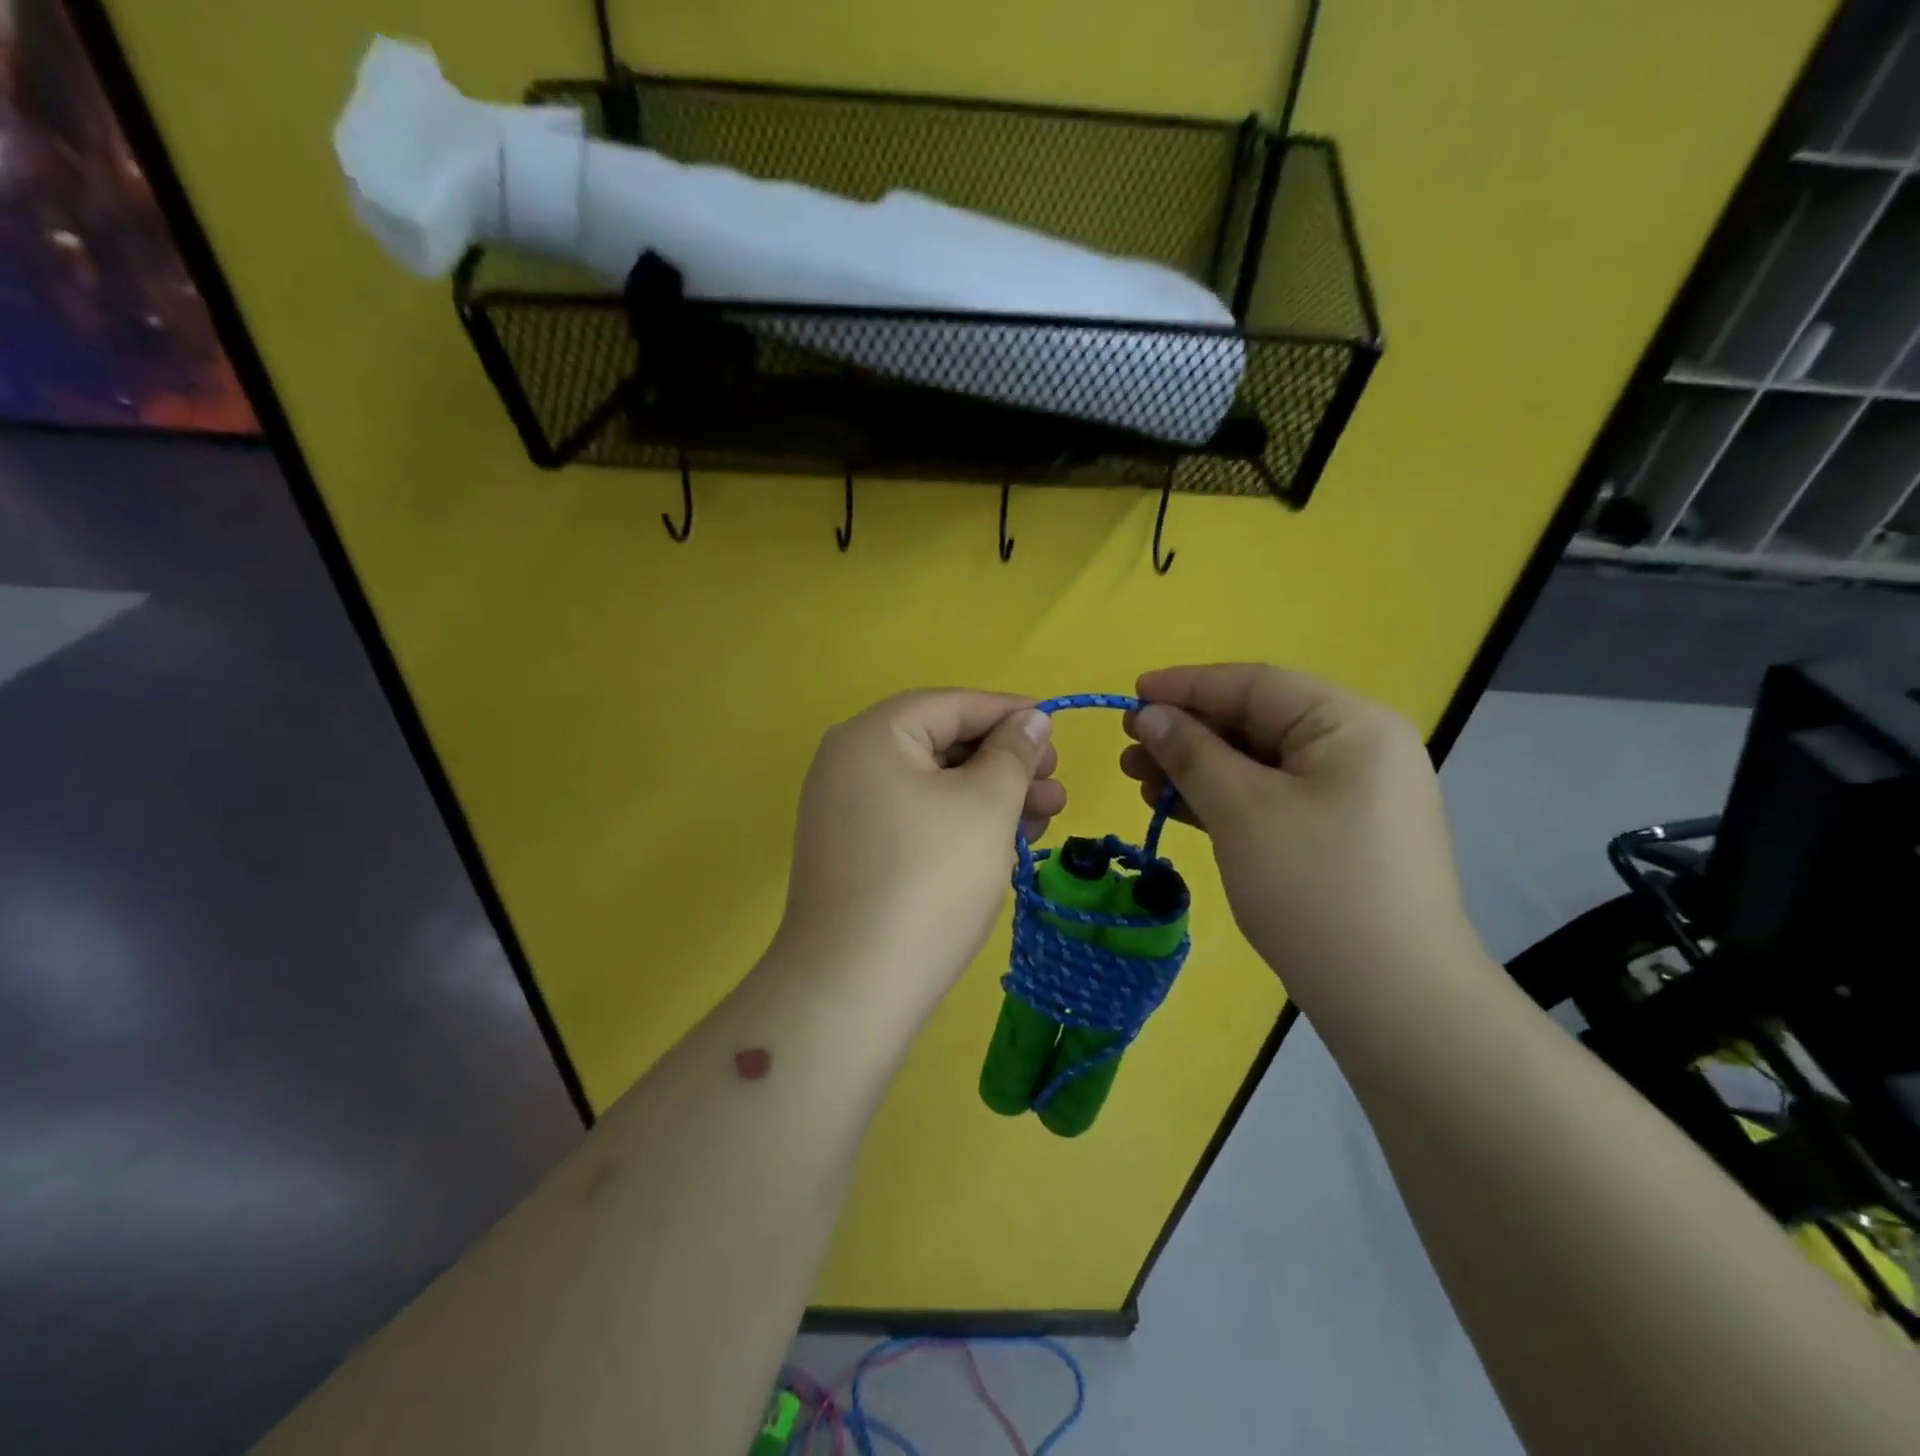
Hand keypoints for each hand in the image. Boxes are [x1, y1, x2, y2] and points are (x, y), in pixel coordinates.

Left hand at [776, 691, 1064, 1013]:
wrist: (853, 987)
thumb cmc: (929, 879)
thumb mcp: (986, 805)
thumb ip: (1014, 752)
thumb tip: (1031, 719)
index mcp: (873, 735)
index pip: (952, 705)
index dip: (1010, 713)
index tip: (1058, 729)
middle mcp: (850, 763)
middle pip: (942, 745)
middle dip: (1006, 764)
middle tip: (1056, 787)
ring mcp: (847, 812)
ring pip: (934, 787)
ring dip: (992, 798)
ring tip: (1045, 820)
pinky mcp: (855, 854)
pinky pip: (917, 820)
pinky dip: (962, 825)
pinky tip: (1006, 844)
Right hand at [1120, 665, 1482, 1007]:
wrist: (1393, 1000)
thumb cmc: (1314, 888)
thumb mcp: (1242, 810)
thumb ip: (1191, 753)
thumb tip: (1148, 715)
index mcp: (1351, 725)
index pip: (1256, 685)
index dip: (1187, 686)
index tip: (1131, 695)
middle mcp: (1359, 749)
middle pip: (1257, 722)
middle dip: (1188, 733)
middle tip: (1129, 750)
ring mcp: (1353, 795)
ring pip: (1260, 763)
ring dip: (1198, 768)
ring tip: (1140, 781)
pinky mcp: (1339, 834)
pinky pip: (1272, 798)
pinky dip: (1224, 798)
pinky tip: (1177, 806)